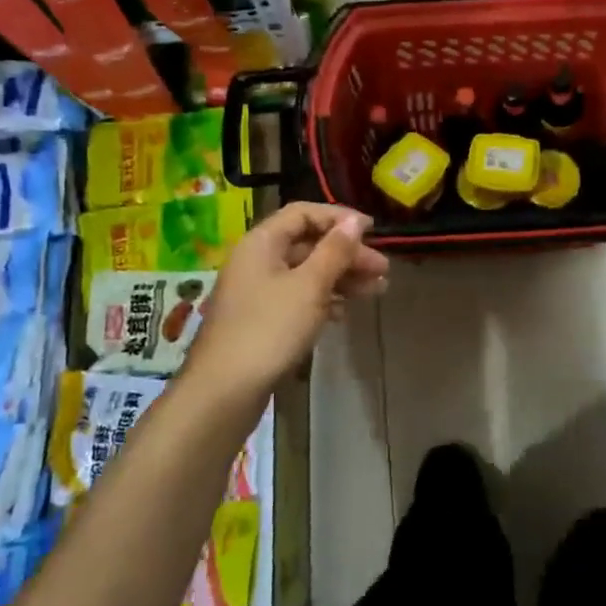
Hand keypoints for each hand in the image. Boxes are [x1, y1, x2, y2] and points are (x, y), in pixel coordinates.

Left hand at [180, 202, 388, 401]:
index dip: (338, 218)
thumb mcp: (309, 286)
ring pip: (306, 273)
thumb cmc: (269, 329)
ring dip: (341, 277)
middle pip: (307, 244)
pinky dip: (324, 299)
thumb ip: (335, 251)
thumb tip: (355, 221)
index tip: (372, 231)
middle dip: (347, 253)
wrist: (224, 391)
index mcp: (262, 242)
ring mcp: (257, 292)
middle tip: (382, 269)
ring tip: (377, 290)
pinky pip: (298, 297)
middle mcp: (257, 260)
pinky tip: (345, 311)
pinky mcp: (261, 320)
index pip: (303, 213)